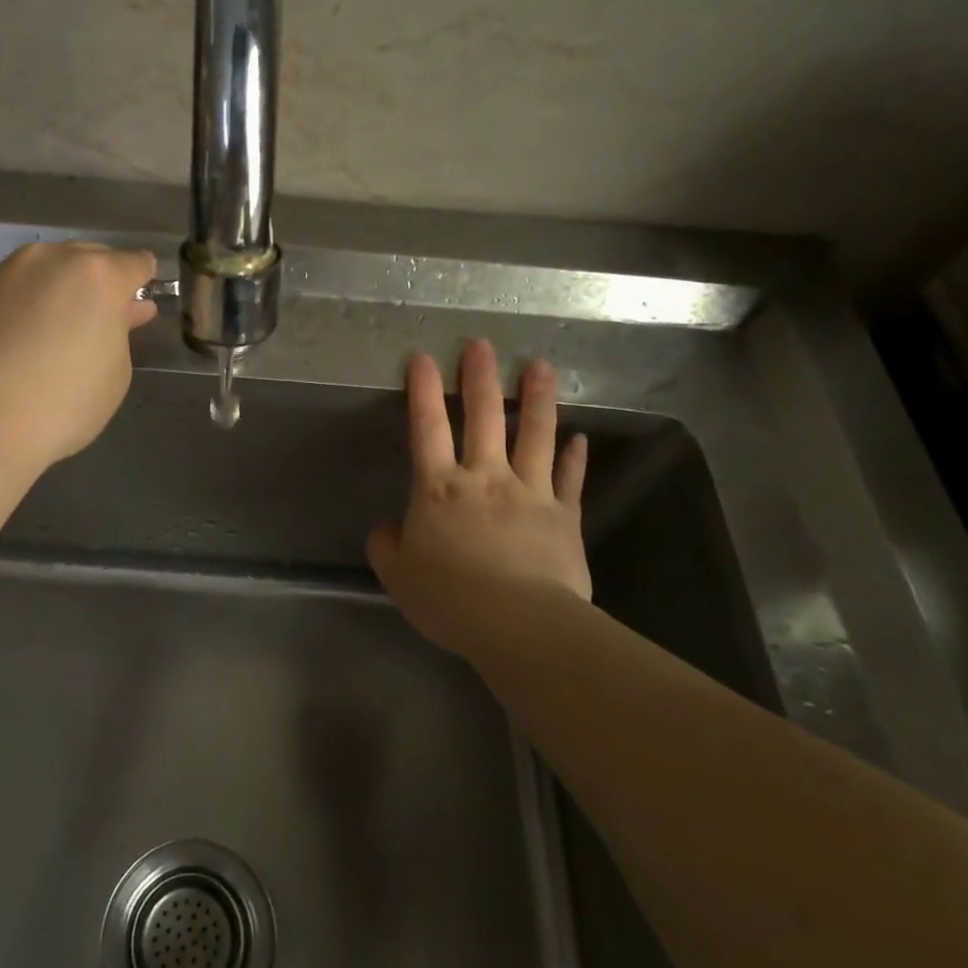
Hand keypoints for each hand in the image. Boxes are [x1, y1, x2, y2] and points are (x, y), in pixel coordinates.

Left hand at [0, 241, 157, 464]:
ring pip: (49, 270)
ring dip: (62, 289)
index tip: (141, 302)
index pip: (136, 263)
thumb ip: (120, 332)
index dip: (143, 281)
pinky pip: (17, 290)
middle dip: (102, 282)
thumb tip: (118, 313)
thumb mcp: (116, 372)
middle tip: (105, 316)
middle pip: (90, 258)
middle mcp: (53, 259)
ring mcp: (8, 272)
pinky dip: (29, 304)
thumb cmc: (65, 401)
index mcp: (99, 275)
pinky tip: (28, 335)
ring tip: (63, 325)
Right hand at [368, 341, 590, 662]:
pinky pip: (571, 479)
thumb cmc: (449, 598)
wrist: (518, 624)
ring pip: (535, 435)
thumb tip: (389, 527)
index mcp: (438, 488)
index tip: (422, 357)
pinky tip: (580, 437)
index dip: (423, 390)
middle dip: (480, 377)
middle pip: (483, 417)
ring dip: (537, 398)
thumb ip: (387, 544)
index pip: (427, 427)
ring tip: (541, 366)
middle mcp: (485, 477)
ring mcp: (529, 492)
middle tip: (481, 344)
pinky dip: (575, 457)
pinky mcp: (564, 516)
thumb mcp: (397, 574)